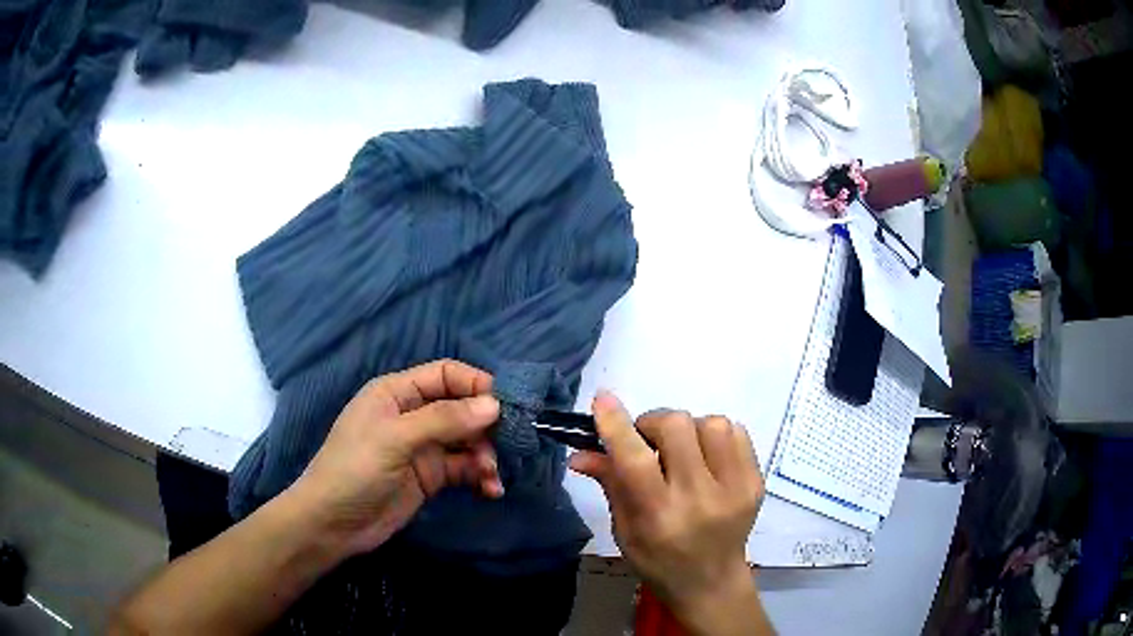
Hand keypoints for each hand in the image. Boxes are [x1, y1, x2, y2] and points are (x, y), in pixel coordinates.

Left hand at [287, 360, 503, 557]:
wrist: (333, 524)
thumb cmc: (355, 470)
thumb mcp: (395, 439)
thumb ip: (443, 420)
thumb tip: (494, 405)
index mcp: (397, 393)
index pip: (445, 375)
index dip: (476, 385)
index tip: (507, 405)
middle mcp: (412, 415)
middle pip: (462, 408)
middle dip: (486, 425)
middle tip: (510, 444)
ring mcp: (423, 448)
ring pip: (467, 440)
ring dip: (486, 455)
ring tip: (491, 475)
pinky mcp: (431, 477)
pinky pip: (464, 469)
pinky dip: (480, 476)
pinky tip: (490, 490)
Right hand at [569, 392, 768, 634]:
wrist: (712, 582)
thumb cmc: (658, 561)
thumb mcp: (624, 530)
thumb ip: (609, 484)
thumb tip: (580, 452)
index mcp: (659, 517)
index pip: (636, 461)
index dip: (616, 425)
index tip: (603, 399)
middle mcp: (700, 500)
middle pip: (677, 427)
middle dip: (654, 423)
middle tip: (648, 441)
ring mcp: (735, 489)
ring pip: (711, 423)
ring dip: (688, 429)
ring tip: (682, 452)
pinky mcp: (756, 482)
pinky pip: (736, 432)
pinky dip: (715, 434)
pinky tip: (707, 457)